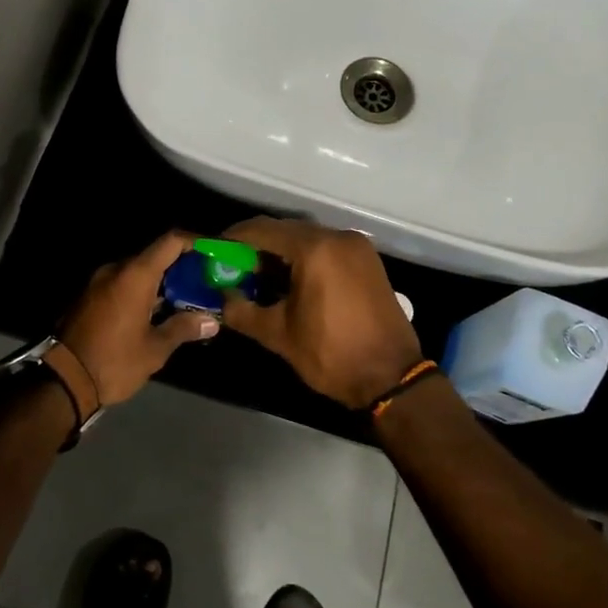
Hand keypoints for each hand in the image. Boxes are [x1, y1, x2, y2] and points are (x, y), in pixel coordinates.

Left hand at [50, 231, 219, 416]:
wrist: (62, 381)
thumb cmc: (114, 361)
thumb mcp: (155, 349)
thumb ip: (183, 328)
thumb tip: (211, 321)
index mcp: (135, 275)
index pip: (170, 242)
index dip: (194, 242)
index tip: (213, 252)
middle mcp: (116, 270)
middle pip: (154, 256)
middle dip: (181, 267)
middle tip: (203, 282)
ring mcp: (99, 282)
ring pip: (137, 272)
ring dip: (160, 282)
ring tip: (184, 300)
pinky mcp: (89, 297)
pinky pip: (122, 284)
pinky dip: (142, 291)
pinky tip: (156, 312)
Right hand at [218, 217, 422, 409]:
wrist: (391, 377)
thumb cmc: (331, 354)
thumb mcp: (279, 335)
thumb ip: (243, 311)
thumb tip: (223, 298)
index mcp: (315, 249)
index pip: (264, 230)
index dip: (235, 238)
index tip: (215, 249)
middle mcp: (337, 238)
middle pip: (287, 231)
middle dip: (258, 246)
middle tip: (233, 266)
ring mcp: (357, 247)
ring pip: (308, 239)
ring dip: (282, 253)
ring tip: (259, 276)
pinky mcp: (368, 261)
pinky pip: (328, 249)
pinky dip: (306, 258)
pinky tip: (291, 280)